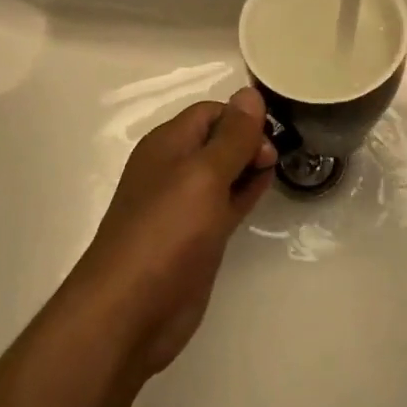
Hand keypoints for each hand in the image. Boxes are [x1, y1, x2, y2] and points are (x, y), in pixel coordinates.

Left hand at [67, 89, 276, 377]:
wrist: (129, 313)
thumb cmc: (166, 233)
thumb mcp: (204, 176)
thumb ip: (232, 137)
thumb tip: (250, 93)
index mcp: (168, 144)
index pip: (211, 112)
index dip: (241, 117)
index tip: (270, 136)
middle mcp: (174, 169)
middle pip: (218, 140)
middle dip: (248, 141)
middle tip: (273, 160)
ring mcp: (185, 206)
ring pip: (224, 172)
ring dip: (249, 166)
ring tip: (277, 169)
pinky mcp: (196, 238)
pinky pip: (225, 203)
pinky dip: (245, 193)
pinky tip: (264, 190)